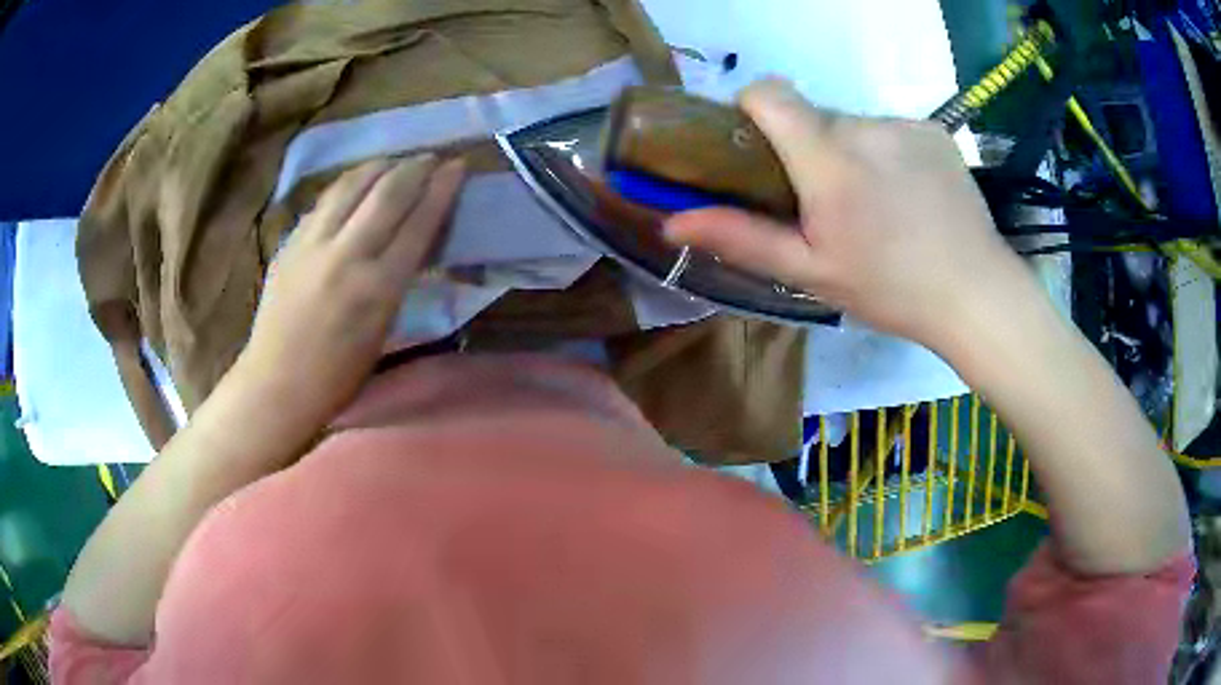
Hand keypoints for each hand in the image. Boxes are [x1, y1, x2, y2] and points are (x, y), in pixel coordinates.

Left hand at [237, 154, 465, 433]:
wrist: (277, 384)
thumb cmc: (339, 375)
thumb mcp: (383, 330)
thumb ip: (399, 280)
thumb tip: (415, 241)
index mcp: (378, 288)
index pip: (418, 222)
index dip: (441, 188)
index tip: (457, 165)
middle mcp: (346, 255)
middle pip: (388, 192)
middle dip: (415, 167)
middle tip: (430, 158)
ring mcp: (312, 244)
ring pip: (351, 185)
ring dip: (378, 166)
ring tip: (393, 162)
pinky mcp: (290, 242)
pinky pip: (325, 200)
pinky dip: (347, 185)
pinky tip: (355, 184)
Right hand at [665, 79, 1026, 349]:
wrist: (976, 293)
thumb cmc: (890, 289)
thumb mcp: (811, 272)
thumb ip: (741, 238)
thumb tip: (672, 223)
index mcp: (829, 159)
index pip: (769, 93)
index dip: (752, 109)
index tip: (758, 146)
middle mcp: (864, 126)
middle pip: (811, 114)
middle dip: (805, 147)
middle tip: (826, 202)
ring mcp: (904, 123)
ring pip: (852, 123)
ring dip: (847, 151)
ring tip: (873, 204)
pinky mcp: (933, 129)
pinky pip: (889, 128)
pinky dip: (885, 152)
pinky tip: (907, 195)